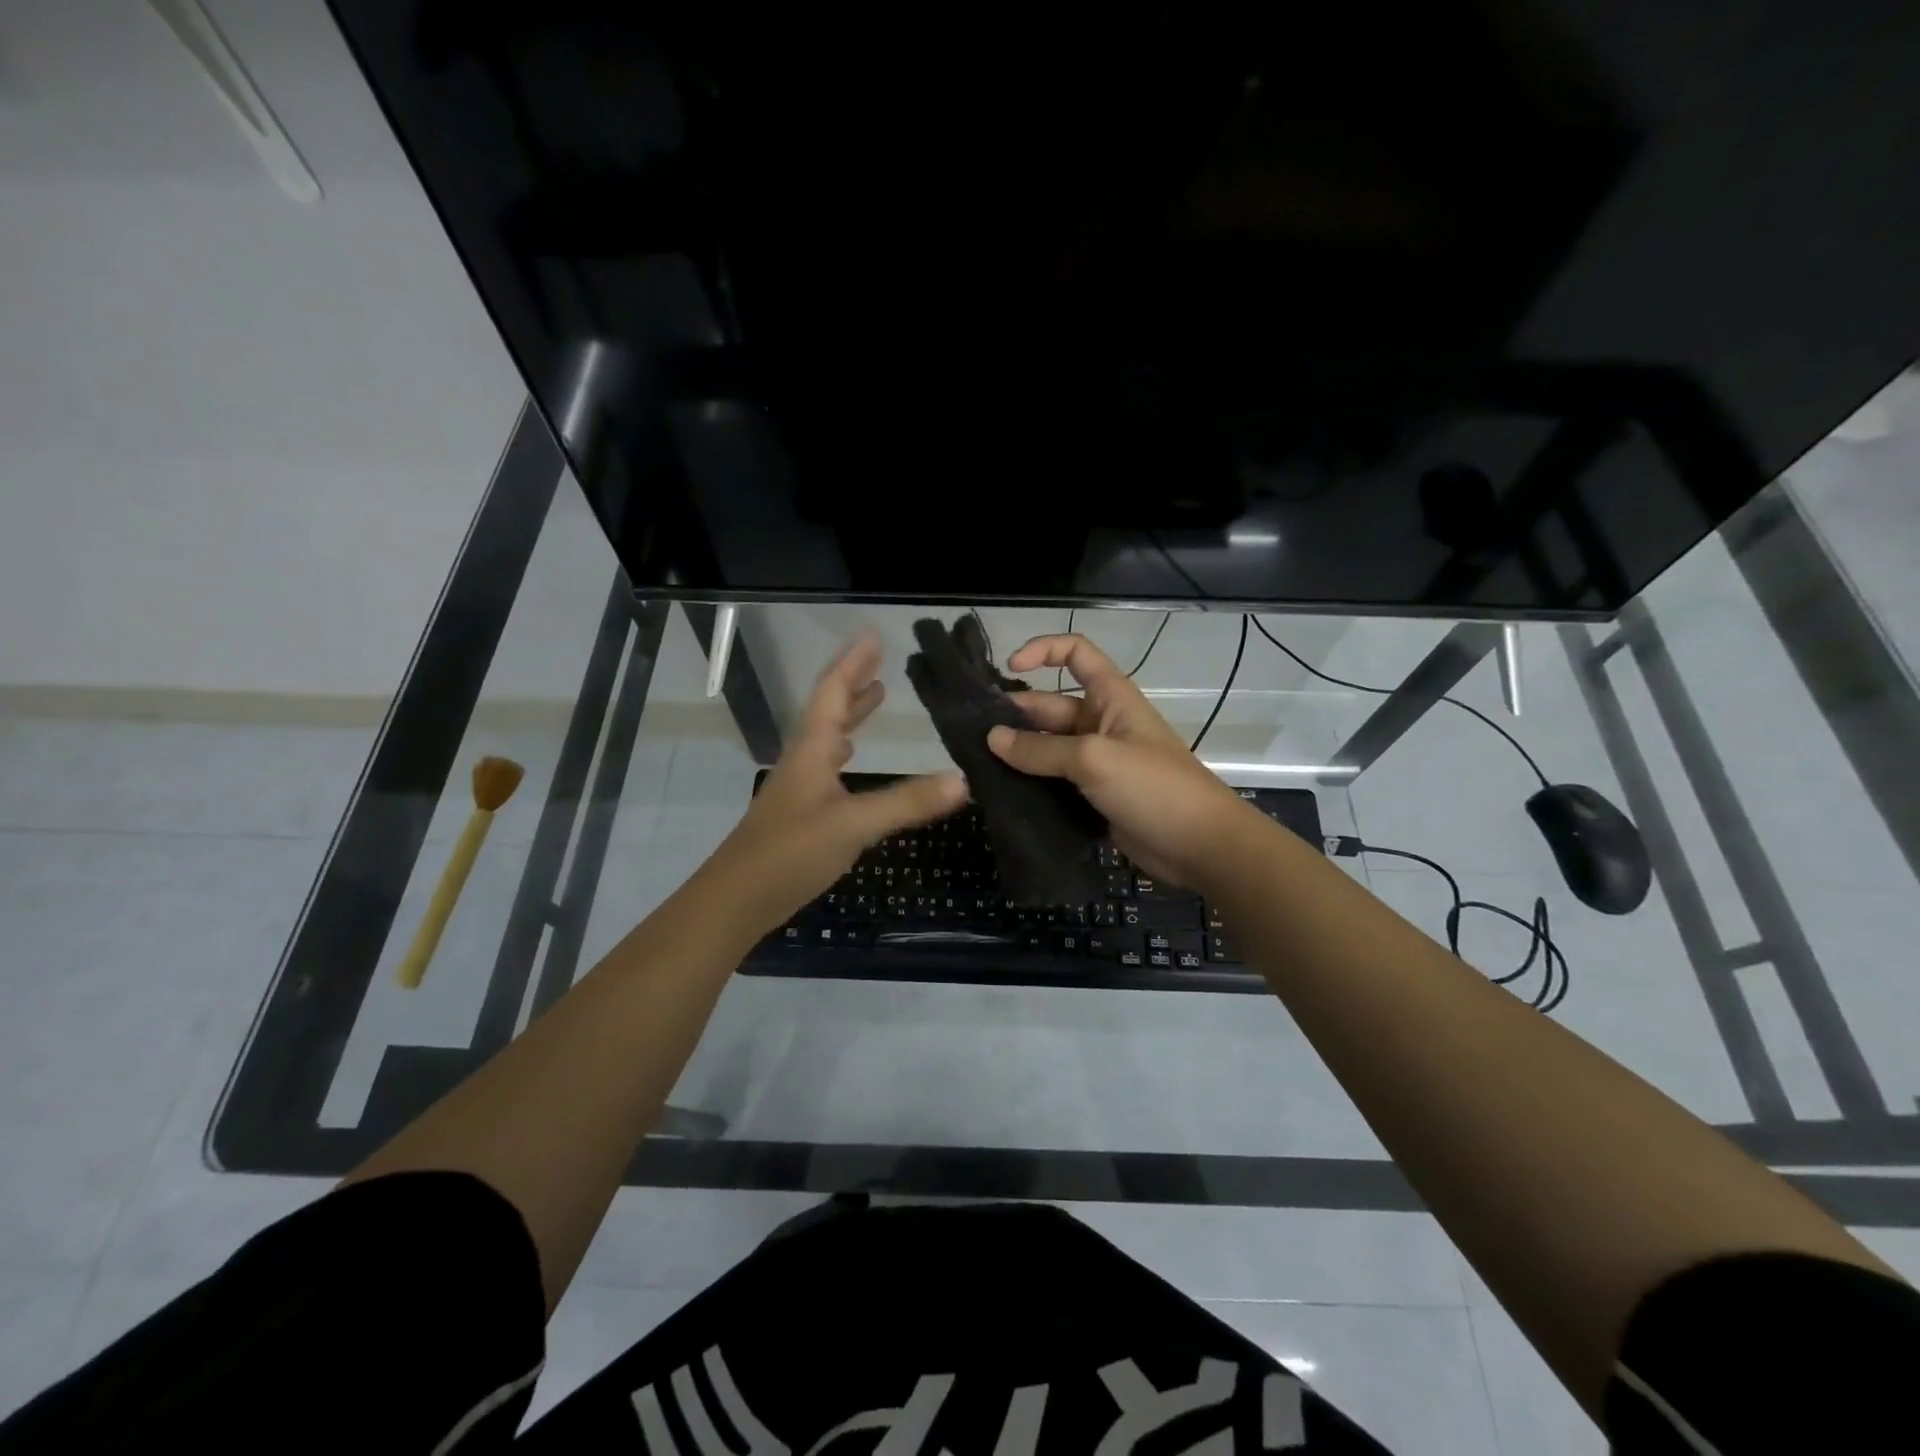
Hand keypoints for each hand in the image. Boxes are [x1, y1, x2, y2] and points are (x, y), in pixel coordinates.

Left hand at [713, 632, 967, 933]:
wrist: (736, 900)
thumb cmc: (790, 852)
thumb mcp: (853, 825)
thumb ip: (906, 802)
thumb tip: (963, 780)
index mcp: (812, 750)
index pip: (832, 693)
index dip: (853, 663)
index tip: (873, 636)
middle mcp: (804, 760)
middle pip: (828, 709)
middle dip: (853, 682)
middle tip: (879, 661)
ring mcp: (799, 787)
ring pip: (827, 737)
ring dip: (850, 714)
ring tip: (874, 697)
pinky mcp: (800, 812)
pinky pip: (827, 766)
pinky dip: (844, 750)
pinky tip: (850, 759)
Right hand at [986, 633, 1253, 886]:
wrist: (1199, 846)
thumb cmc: (1153, 787)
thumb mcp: (1094, 759)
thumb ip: (1041, 750)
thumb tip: (992, 739)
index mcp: (1110, 697)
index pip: (1075, 654)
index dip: (1042, 650)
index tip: (1009, 668)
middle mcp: (1100, 723)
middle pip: (1049, 707)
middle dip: (1014, 716)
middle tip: (970, 735)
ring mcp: (1096, 762)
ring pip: (1047, 748)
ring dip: (1017, 754)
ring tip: (974, 765)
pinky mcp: (1092, 795)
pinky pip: (1053, 781)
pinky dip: (1029, 784)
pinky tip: (998, 793)